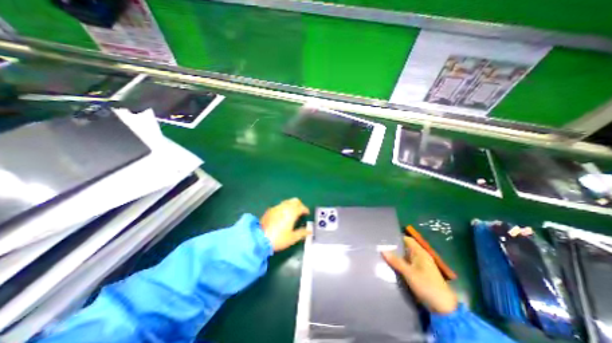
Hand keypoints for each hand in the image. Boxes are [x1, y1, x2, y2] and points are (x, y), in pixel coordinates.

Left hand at [262, 198, 310, 250]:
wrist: (259, 239)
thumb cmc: (278, 239)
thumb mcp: (292, 238)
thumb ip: (302, 233)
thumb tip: (309, 230)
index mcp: (292, 212)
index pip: (301, 207)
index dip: (305, 210)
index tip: (307, 213)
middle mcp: (284, 207)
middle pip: (294, 201)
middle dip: (299, 205)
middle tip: (301, 212)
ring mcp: (276, 207)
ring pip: (287, 201)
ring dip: (291, 205)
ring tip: (292, 213)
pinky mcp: (269, 210)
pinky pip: (280, 205)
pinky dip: (284, 207)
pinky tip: (283, 215)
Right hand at [382, 237, 458, 314]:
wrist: (443, 308)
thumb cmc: (427, 286)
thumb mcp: (409, 273)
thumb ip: (396, 261)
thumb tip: (382, 250)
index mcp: (420, 253)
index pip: (407, 239)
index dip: (397, 238)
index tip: (385, 239)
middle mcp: (421, 256)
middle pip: (406, 248)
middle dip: (395, 248)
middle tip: (381, 247)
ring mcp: (421, 265)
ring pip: (406, 257)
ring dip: (397, 257)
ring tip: (383, 255)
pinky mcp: (420, 273)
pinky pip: (408, 264)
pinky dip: (401, 264)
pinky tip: (392, 266)